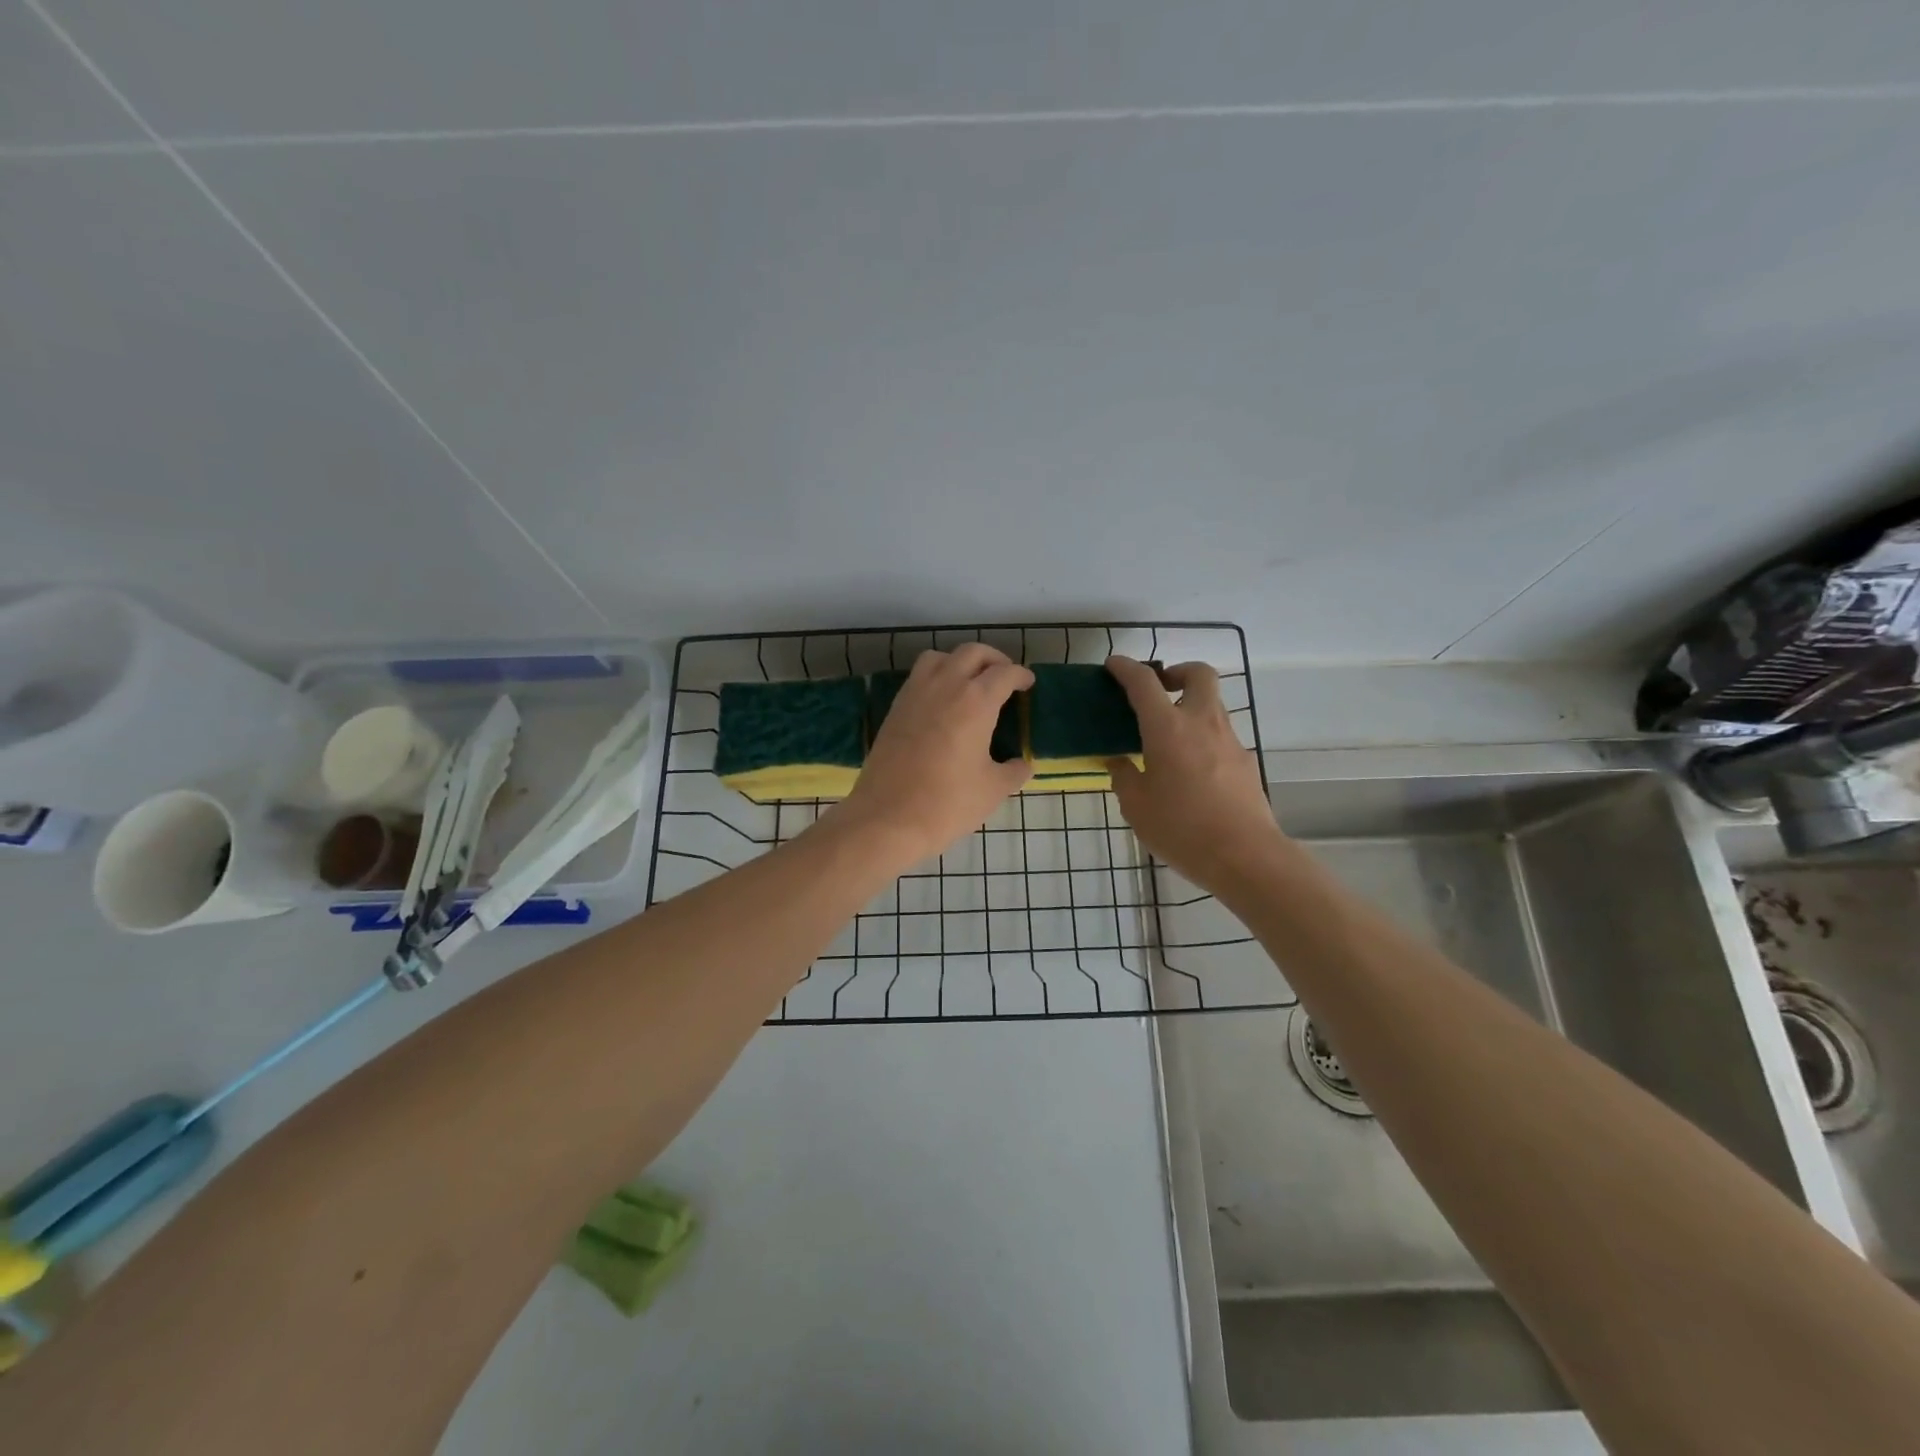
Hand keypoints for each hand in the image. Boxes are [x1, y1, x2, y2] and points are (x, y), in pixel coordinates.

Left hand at [836, 645, 1033, 865]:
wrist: (887, 818)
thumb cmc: (947, 803)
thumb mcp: (993, 790)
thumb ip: (1013, 771)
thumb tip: (1022, 764)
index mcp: (976, 701)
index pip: (1004, 673)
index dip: (1021, 675)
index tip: (1027, 683)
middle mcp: (945, 686)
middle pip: (972, 653)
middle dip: (993, 659)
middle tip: (1004, 677)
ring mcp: (915, 694)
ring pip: (940, 657)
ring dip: (960, 661)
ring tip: (970, 682)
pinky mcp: (895, 708)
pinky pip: (919, 677)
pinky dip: (936, 676)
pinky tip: (942, 702)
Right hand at [1105, 656, 1284, 890]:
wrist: (1245, 856)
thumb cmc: (1181, 828)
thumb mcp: (1136, 806)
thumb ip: (1123, 777)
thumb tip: (1118, 761)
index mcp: (1168, 728)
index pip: (1144, 682)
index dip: (1125, 668)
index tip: (1113, 665)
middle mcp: (1202, 723)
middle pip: (1198, 673)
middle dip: (1177, 671)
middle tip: (1158, 690)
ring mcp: (1230, 740)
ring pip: (1213, 703)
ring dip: (1190, 705)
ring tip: (1169, 736)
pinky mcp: (1245, 762)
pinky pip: (1221, 735)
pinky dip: (1203, 737)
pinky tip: (1190, 769)